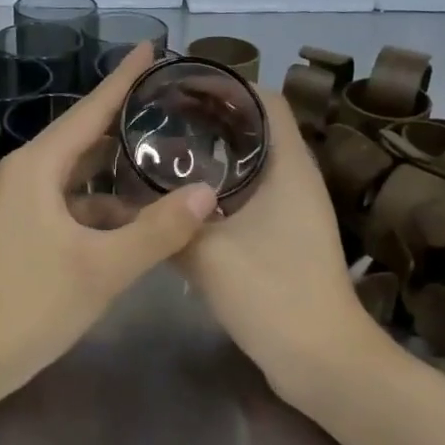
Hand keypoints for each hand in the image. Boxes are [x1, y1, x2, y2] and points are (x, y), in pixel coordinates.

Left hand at [0, 43, 216, 394]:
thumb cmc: (29, 306)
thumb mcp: (103, 269)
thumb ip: (158, 231)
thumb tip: (209, 192)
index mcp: (38, 167)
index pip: (90, 110)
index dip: (124, 79)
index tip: (155, 47)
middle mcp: (26, 175)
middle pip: (86, 137)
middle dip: (129, 124)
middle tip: (178, 108)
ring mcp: (21, 204)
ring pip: (80, 175)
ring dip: (119, 172)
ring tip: (169, 161)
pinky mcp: (23, 232)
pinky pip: (71, 204)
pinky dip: (103, 206)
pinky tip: (137, 219)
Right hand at [178, 91, 381, 407]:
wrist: (320, 359)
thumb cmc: (271, 293)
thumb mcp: (208, 254)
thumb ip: (166, 224)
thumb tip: (125, 201)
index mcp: (289, 167)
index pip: (266, 100)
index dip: (228, 84)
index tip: (181, 86)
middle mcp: (298, 179)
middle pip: (258, 127)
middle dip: (213, 117)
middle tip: (162, 117)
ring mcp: (296, 210)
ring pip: (254, 163)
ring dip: (217, 154)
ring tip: (166, 150)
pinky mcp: (288, 237)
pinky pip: (254, 194)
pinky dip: (222, 187)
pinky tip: (185, 201)